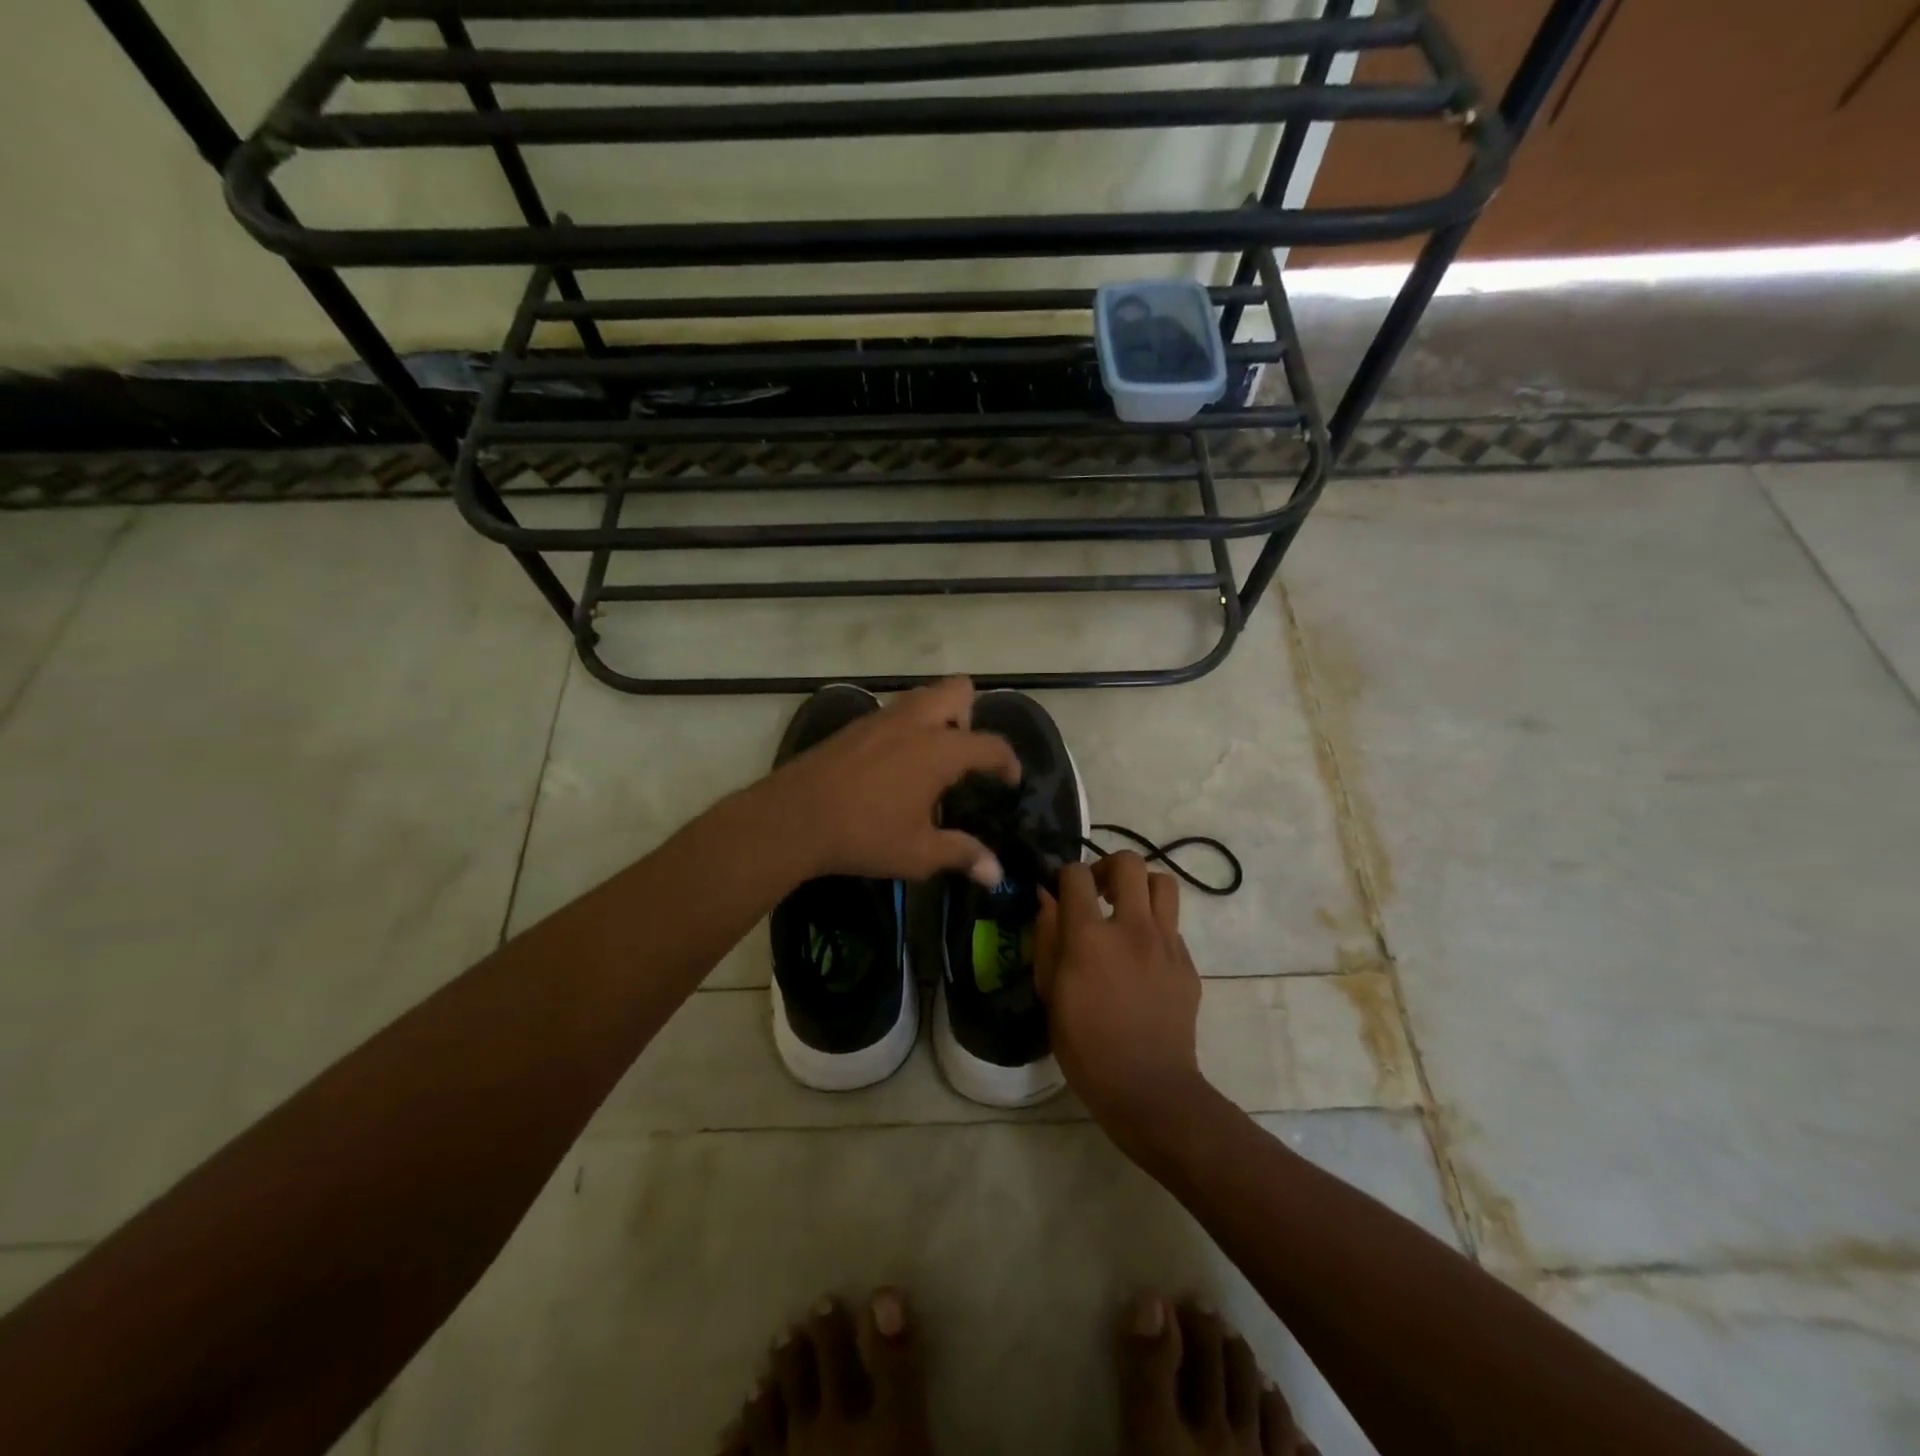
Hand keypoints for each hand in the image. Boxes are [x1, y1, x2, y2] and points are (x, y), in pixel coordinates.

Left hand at [764, 677, 1019, 886]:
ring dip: (936, 716)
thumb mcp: (919, 853)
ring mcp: (881, 718)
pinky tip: (891, 765)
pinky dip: (905, 727)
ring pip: (922, 696)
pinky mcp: (854, 726)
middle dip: (969, 715)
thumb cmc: (864, 835)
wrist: (793, 817)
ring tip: (929, 759)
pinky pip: (893, 712)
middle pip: (958, 690)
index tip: (1009, 780)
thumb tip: (996, 874)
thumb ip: (962, 855)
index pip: (990, 744)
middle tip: (962, 755)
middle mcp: (915, 722)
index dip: (1007, 762)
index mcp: (940, 750)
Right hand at [1035, 854, 1210, 1150]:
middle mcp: (1132, 928)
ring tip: (1126, 911)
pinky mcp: (1187, 964)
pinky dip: (1155, 926)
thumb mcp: (1050, 994)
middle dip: (1108, 867)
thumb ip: (1047, 940)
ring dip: (1141, 888)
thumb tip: (1047, 900)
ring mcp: (1166, 944)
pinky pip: (1173, 925)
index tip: (1061, 893)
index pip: (1077, 875)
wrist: (1149, 1089)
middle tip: (1098, 893)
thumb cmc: (1086, 1047)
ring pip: (1163, 883)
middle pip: (1130, 862)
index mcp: (1090, 937)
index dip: (1065, 876)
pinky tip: (1142, 956)